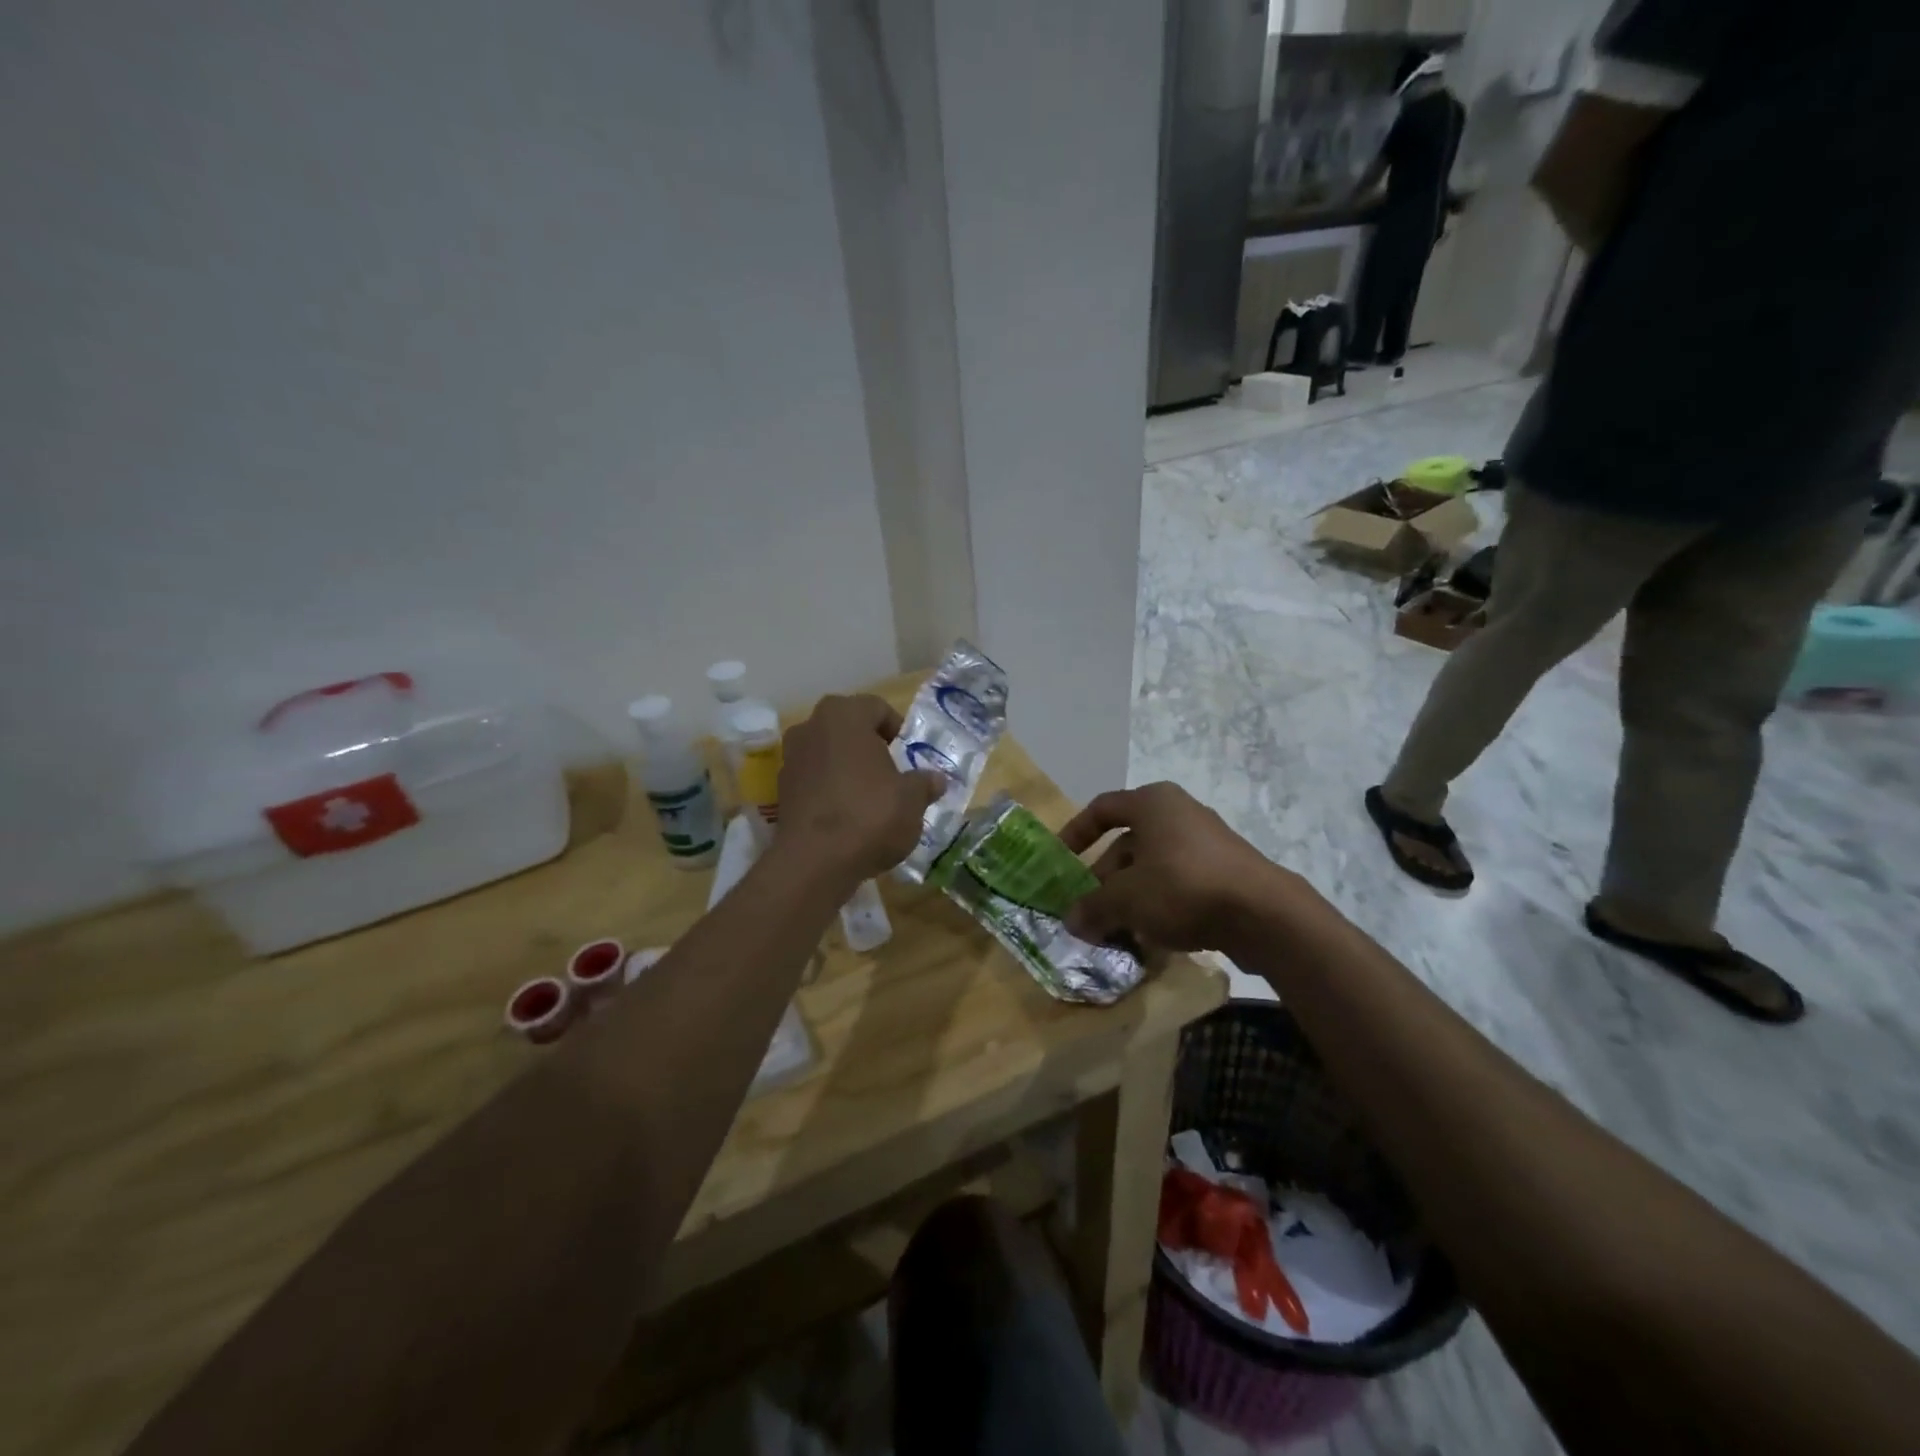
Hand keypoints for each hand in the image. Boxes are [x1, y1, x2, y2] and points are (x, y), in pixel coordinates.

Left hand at [776, 694, 944, 885]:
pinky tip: (848, 816)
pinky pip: (814, 780)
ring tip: (871, 798)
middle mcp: (811, 727)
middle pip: (848, 729)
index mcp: (844, 715)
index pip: (877, 708)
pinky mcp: (781, 791)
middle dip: (870, 747)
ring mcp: (790, 758)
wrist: (815, 862)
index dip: (897, 730)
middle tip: (892, 774)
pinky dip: (830, 790)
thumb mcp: (912, 799)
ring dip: (848, 769)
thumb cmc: (870, 815)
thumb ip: (924, 783)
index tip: (909, 756)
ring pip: (829, 754)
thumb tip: (935, 780)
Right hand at [1059, 782, 1304, 952]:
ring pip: (1152, 866)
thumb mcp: (1126, 899)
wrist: (1263, 913)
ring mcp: (1205, 842)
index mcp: (1152, 803)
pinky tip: (1149, 936)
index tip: (1060, 860)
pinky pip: (1178, 882)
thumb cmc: (1182, 887)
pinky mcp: (1224, 871)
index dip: (1076, 833)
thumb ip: (1093, 908)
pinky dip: (1159, 904)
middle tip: (1088, 910)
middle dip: (1103, 878)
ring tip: (1115, 929)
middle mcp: (1179, 813)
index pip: (1102, 809)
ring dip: (1130, 896)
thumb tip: (1070, 922)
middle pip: (1127, 842)